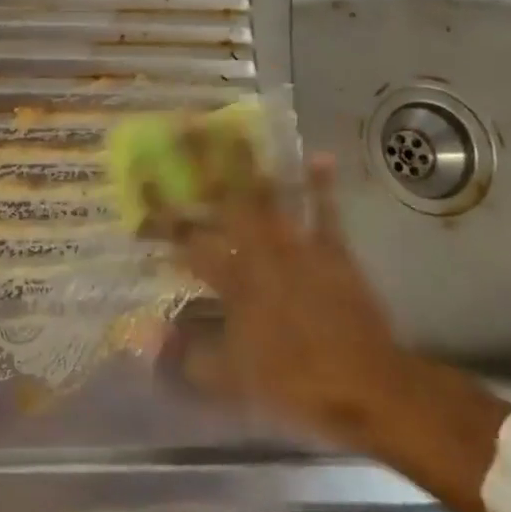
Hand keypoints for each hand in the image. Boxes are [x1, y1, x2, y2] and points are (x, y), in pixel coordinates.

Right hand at [152, 139, 410, 444]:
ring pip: (268, 195)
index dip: (160, 205)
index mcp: (231, 280)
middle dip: (200, 161)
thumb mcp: (229, 379)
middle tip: (184, 124)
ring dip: (250, 160)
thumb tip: (141, 333)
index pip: (184, 236)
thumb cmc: (294, 380)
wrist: (369, 386)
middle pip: (224, 199)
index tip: (141, 174)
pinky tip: (319, 155)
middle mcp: (259, 252)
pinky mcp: (333, 251)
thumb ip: (182, 355)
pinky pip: (325, 212)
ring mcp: (298, 247)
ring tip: (234, 125)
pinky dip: (321, 184)